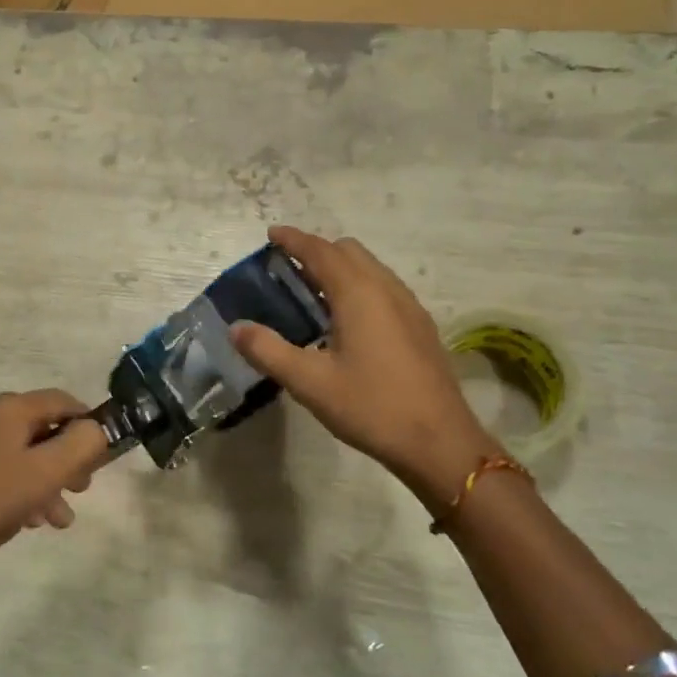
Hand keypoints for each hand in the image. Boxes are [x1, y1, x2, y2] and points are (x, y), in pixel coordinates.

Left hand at [0, 390, 111, 585]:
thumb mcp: (45, 474)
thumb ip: (81, 445)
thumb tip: (96, 429)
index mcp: (8, 408)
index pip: (62, 401)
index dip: (89, 424)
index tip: (102, 457)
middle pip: (40, 427)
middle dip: (66, 459)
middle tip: (81, 490)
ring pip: (18, 452)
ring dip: (44, 480)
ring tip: (56, 519)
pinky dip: (17, 487)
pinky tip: (25, 520)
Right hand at [231, 226, 498, 500]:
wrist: (440, 442)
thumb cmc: (371, 407)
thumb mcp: (309, 382)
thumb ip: (268, 351)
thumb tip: (236, 328)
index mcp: (358, 293)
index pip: (320, 251)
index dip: (293, 240)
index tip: (271, 234)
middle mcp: (386, 288)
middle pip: (348, 251)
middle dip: (316, 251)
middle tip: (287, 271)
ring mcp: (409, 306)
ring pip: (370, 268)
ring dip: (340, 269)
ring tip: (313, 295)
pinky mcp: (420, 326)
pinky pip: (384, 288)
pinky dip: (359, 286)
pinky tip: (347, 323)